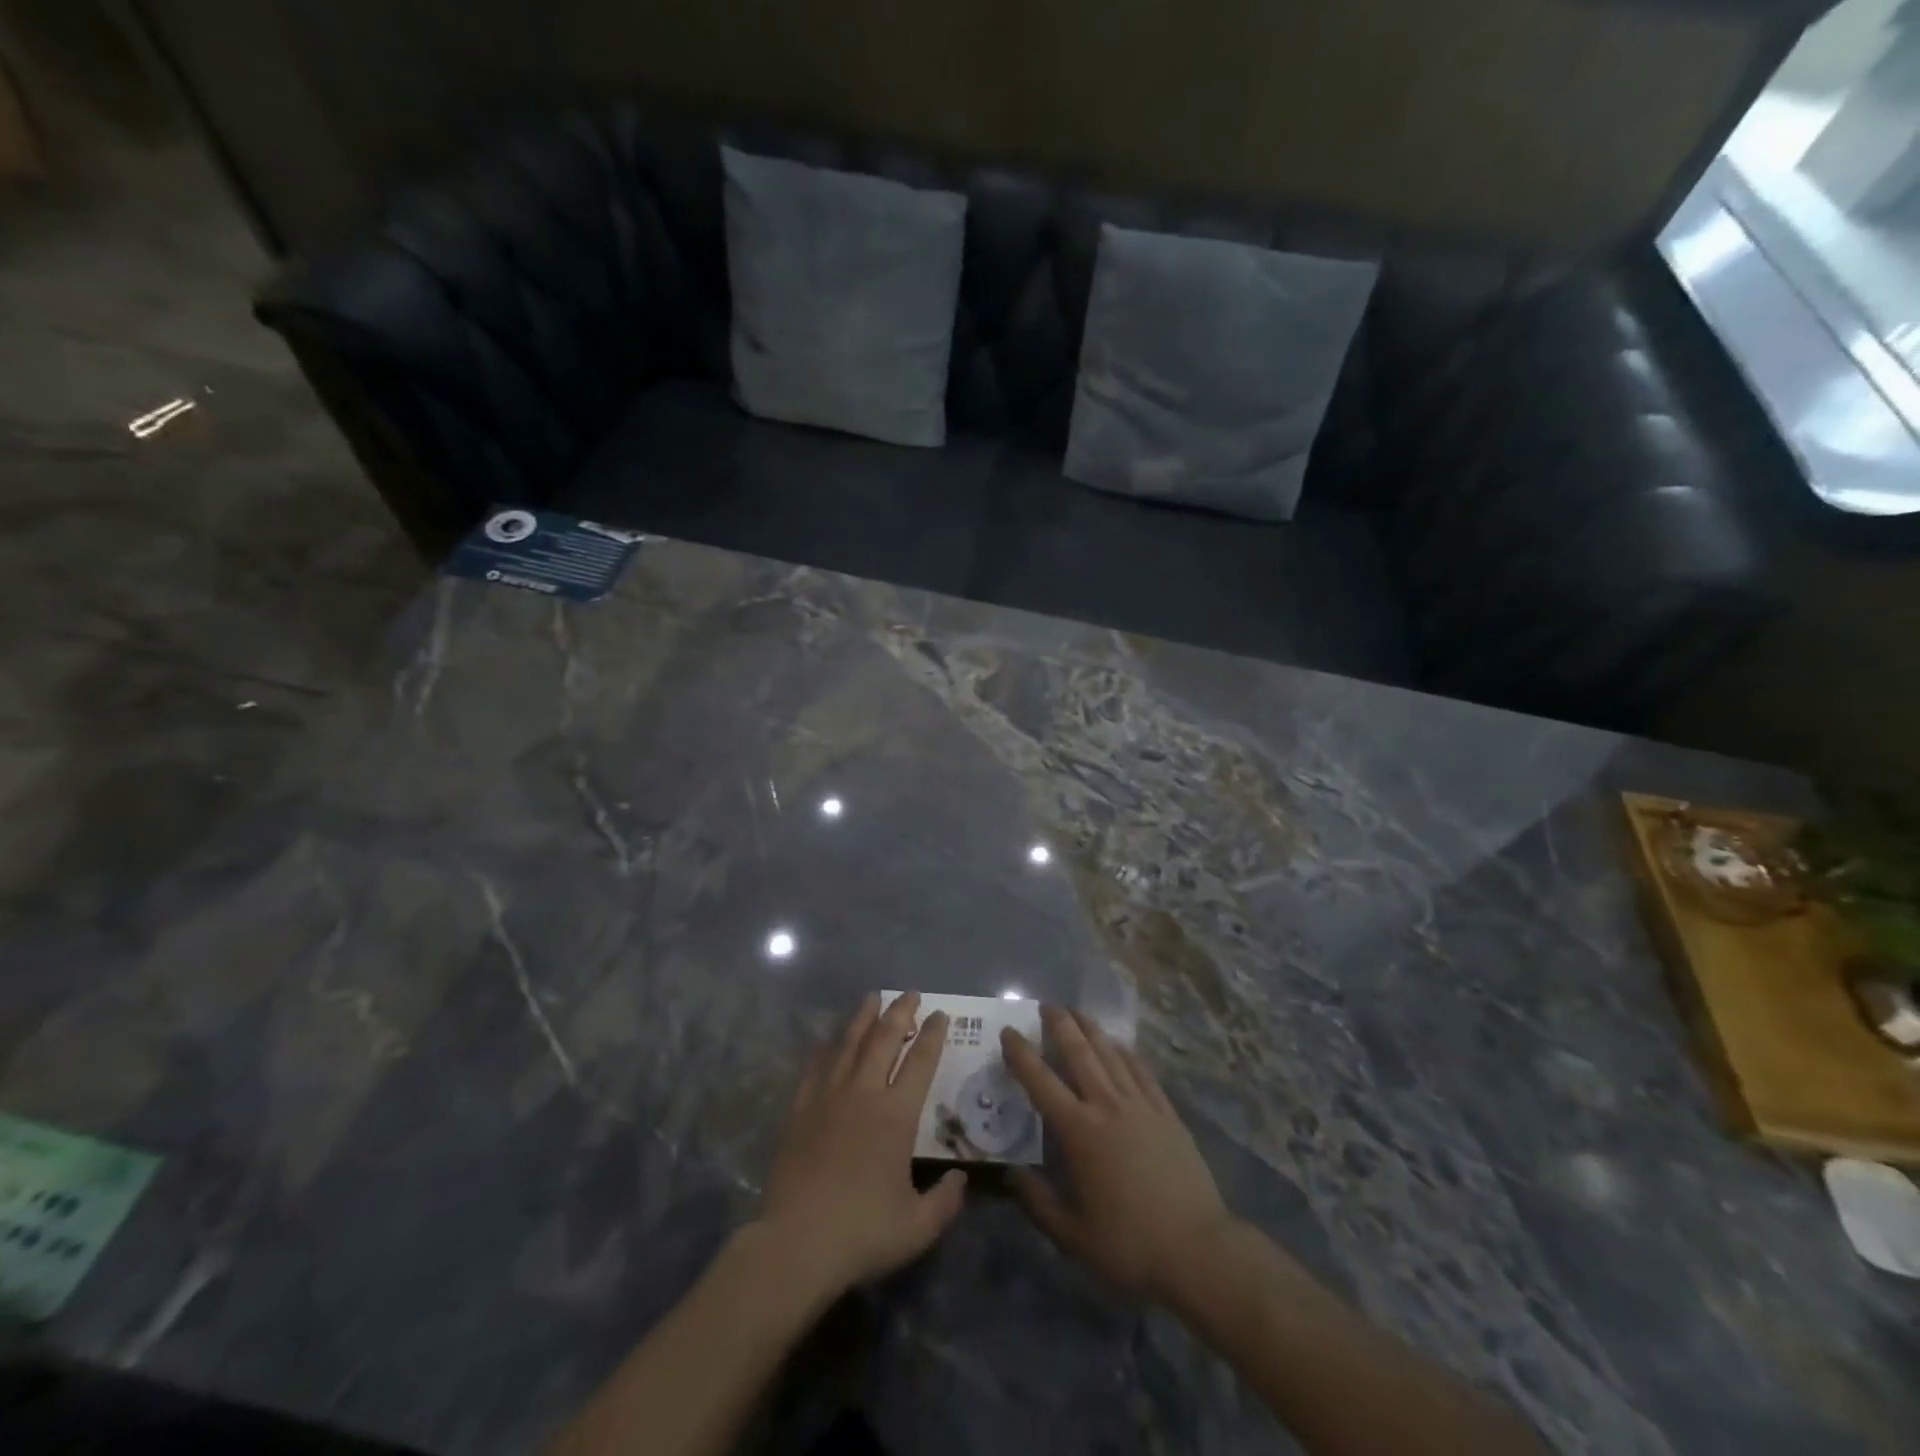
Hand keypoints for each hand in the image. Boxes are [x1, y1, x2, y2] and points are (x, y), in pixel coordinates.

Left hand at [756, 993, 966, 1302]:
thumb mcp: (918, 1227)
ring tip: (872, 998)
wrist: (795, 1244)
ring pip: (849, 1044)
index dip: (933, 1035)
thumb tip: (960, 1179)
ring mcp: (828, 1098)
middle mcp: (863, 1094)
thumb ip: (945, 1201)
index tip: (940, 1015)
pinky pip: (815, 1068)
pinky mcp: (800, 1111)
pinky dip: (825, 1049)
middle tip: (911, 994)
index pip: (921, 1061)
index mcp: (896, 1115)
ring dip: (863, 1018)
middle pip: (884, 1039)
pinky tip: (828, 1041)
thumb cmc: (861, 1233)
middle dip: (900, 1012)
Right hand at [1002, 1006, 1232, 1303]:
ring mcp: (1141, 1105)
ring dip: (1091, 1029)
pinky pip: (1141, 1071)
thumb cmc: (1130, 1246)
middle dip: (1059, 1025)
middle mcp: (1107, 1106)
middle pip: (1079, 1053)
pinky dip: (1126, 1052)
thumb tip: (1011, 1172)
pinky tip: (1119, 1044)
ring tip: (1076, 1012)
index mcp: (1079, 1132)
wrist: (1198, 1250)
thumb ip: (1038, 1202)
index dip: (1021, 1054)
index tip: (1009, 1032)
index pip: (1041, 1082)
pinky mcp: (1167, 1113)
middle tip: (1045, 1006)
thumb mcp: (1073, 1237)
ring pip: (1110, 1053)